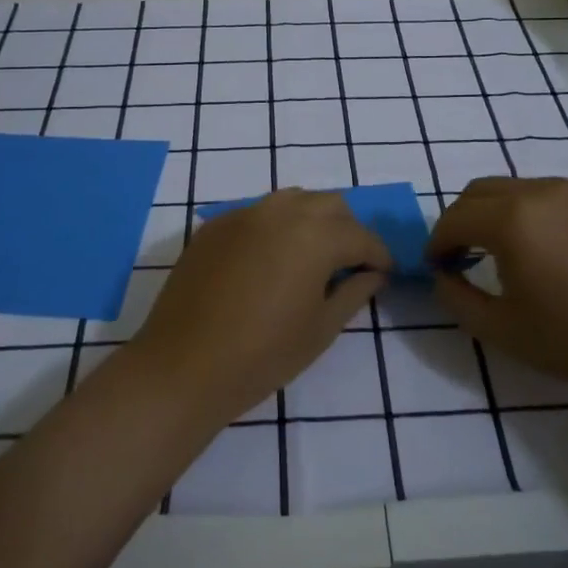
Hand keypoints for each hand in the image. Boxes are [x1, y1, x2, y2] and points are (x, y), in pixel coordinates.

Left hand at [125, 189, 389, 421]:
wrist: (183, 366)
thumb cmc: (262, 355)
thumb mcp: (320, 329)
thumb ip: (353, 293)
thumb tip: (373, 274)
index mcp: (315, 235)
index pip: (361, 236)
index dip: (378, 256)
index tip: (384, 274)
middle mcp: (282, 212)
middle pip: (330, 205)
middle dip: (347, 230)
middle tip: (348, 266)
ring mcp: (244, 214)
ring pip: (293, 201)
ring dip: (312, 221)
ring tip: (310, 259)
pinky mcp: (215, 226)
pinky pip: (258, 213)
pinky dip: (276, 227)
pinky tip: (269, 262)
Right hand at [427, 177, 567, 397]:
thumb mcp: (504, 332)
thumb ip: (458, 299)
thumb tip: (443, 275)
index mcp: (511, 220)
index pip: (455, 217)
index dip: (438, 241)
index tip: (438, 266)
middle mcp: (543, 190)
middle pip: (484, 190)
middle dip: (465, 219)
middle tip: (467, 255)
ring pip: (525, 189)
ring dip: (507, 214)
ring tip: (522, 254)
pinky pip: (565, 195)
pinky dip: (549, 214)